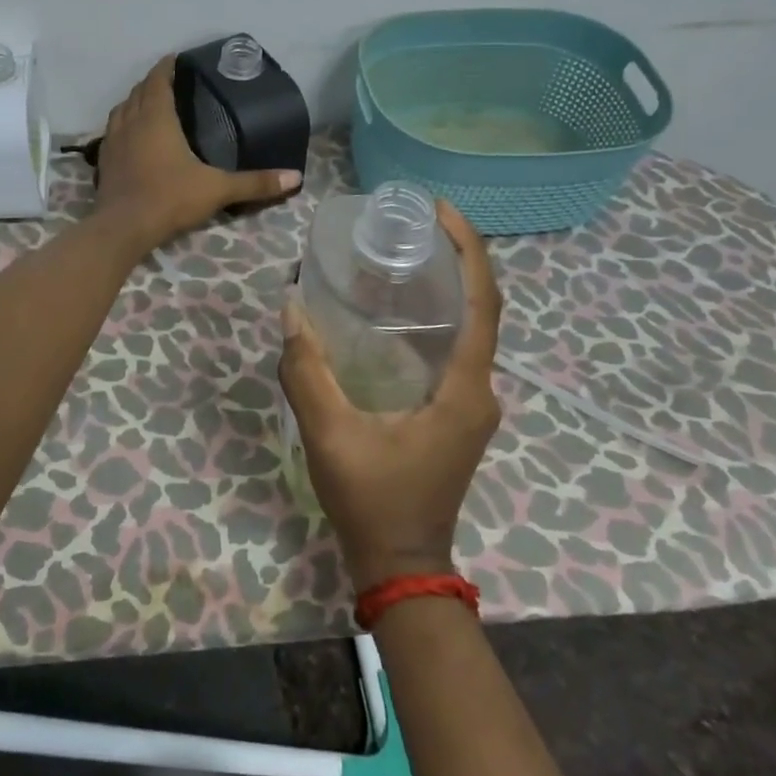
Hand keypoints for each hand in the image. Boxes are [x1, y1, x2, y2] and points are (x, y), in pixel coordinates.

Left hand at [95, 56, 301, 252]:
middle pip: (138, 91)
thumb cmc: (170, 198)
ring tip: (149, 105)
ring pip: (121, 110)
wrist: (123, 227)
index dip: (166, 67)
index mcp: (156, 117)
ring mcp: (113, 142)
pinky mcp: (103, 162)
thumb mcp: (217, 189)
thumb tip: (295, 178)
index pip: (158, 80)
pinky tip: (132, 138)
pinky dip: (122, 126)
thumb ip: (255, 183)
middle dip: (152, 83)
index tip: (176, 59)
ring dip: (134, 102)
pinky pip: (112, 132)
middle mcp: (131, 122)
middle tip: (170, 82)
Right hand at [280, 200, 501, 590]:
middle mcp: (481, 389)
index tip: (439, 210)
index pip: (483, 302)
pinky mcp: (456, 412)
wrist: (401, 564)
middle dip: (457, 257)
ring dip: (448, 285)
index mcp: (465, 389)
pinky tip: (397, 309)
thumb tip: (291, 307)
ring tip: (404, 252)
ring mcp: (472, 403)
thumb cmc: (373, 500)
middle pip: (482, 307)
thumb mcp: (331, 434)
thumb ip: (306, 371)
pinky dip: (437, 316)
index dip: (469, 249)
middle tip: (412, 223)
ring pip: (470, 328)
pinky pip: (455, 349)